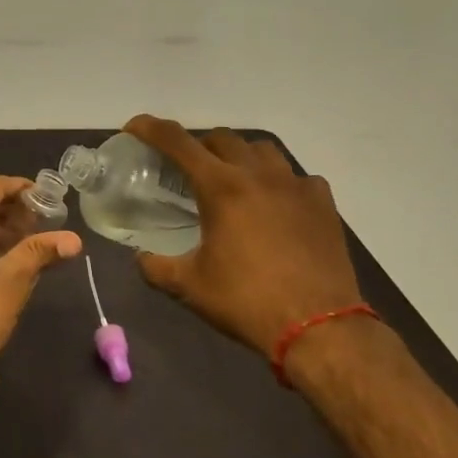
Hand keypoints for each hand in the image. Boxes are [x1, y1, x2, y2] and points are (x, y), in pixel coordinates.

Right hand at [123, 115, 361, 358]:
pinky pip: (296, 177)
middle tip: (187, 170)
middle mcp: (258, 174)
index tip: (134, 127)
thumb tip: (140, 258)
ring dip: (240, 156)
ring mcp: (295, 185)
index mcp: (221, 187)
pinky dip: (279, 182)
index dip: (150, 128)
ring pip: (261, 149)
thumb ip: (156, 267)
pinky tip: (276, 204)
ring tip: (233, 181)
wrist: (322, 330)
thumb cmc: (248, 302)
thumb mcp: (190, 287)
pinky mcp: (323, 204)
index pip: (177, 142)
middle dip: (198, 146)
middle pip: (221, 138)